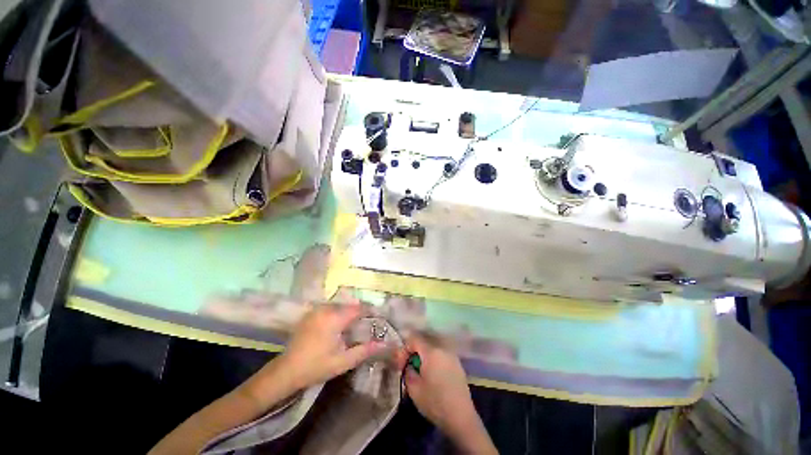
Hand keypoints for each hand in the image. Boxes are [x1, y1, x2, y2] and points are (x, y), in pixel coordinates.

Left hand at [278, 304, 384, 390]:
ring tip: (353, 326)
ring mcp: (316, 310)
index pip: (358, 308)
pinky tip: (337, 326)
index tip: (378, 318)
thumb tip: (383, 344)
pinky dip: (337, 313)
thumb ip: (364, 351)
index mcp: (334, 318)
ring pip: (339, 306)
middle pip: (349, 305)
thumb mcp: (342, 361)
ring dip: (348, 313)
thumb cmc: (316, 366)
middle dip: (359, 313)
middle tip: (366, 324)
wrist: (286, 371)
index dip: (369, 311)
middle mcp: (325, 309)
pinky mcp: (310, 314)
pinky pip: (329, 308)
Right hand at [402, 335, 495, 453]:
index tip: (402, 365)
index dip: (405, 349)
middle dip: (414, 352)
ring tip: (420, 372)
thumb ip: (407, 371)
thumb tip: (408, 364)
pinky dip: (434, 360)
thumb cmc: (435, 403)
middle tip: (409, 367)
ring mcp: (452, 355)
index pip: (414, 339)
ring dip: (424, 356)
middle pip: (424, 342)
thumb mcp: (414, 389)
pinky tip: (432, 375)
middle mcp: (443, 348)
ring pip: (433, 348)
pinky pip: (441, 355)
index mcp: (431, 351)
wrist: (461, 417)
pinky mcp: (457, 364)